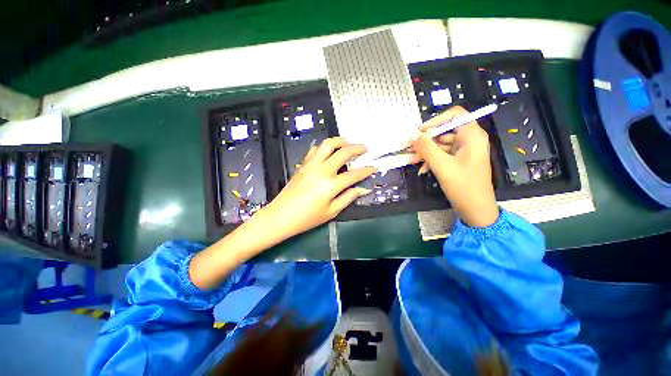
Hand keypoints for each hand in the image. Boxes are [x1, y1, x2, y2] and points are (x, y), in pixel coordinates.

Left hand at [190, 137, 373, 289]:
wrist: (280, 216)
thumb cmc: (307, 218)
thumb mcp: (331, 212)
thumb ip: (348, 197)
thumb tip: (364, 189)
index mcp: (331, 185)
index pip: (354, 174)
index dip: (366, 170)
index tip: (374, 167)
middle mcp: (322, 170)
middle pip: (343, 152)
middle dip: (357, 148)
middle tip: (365, 149)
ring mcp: (311, 165)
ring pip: (327, 144)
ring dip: (340, 141)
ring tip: (347, 143)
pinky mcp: (302, 165)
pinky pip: (314, 150)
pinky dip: (324, 147)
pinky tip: (328, 151)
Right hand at [410, 106, 498, 227]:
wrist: (475, 209)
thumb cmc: (463, 186)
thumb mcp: (442, 166)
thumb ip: (426, 148)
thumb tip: (412, 135)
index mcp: (472, 135)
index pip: (454, 115)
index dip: (435, 120)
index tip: (419, 132)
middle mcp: (469, 139)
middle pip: (445, 131)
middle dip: (426, 141)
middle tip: (410, 149)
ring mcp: (464, 151)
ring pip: (441, 144)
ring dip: (426, 152)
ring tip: (413, 161)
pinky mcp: (459, 161)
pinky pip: (442, 154)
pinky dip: (431, 160)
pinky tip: (422, 169)